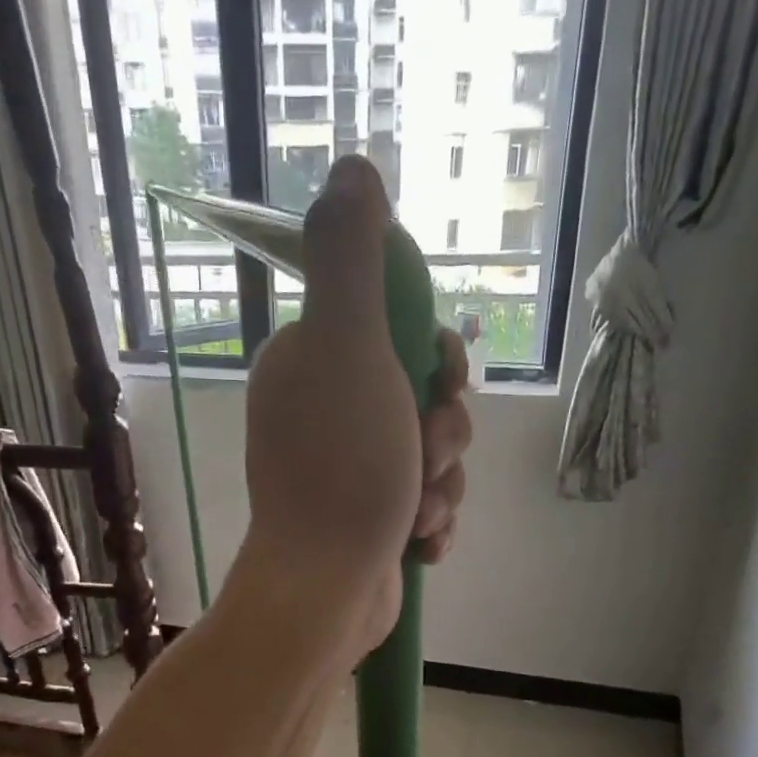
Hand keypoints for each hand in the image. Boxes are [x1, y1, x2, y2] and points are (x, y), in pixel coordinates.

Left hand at [241, 156, 472, 660]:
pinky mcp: (368, 520)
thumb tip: (351, 167)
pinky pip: (425, 502)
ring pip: (431, 454)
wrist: (327, 589)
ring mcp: (348, 470)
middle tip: (427, 455)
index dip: (434, 354)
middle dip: (444, 429)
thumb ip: (349, 259)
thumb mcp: (347, 347)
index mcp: (313, 365)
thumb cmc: (342, 469)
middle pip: (422, 395)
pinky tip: (419, 544)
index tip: (439, 380)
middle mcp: (326, 413)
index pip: (395, 330)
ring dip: (442, 483)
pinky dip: (431, 521)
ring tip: (419, 513)